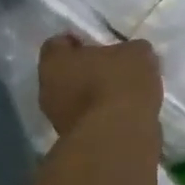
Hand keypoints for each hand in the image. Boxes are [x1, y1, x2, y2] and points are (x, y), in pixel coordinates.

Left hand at [38, 35, 161, 136]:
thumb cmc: (120, 84)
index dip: (78, 42)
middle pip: (65, 74)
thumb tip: (133, 55)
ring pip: (76, 101)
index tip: (98, 44)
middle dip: (86, 72)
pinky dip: (104, 118)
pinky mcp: (76, 142)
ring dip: (95, 98)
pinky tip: (125, 116)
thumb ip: (131, 50)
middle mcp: (47, 90)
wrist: (120, 137)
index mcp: (54, 61)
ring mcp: (59, 120)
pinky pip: (90, 122)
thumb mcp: (138, 54)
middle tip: (112, 70)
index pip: (58, 44)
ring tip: (124, 96)